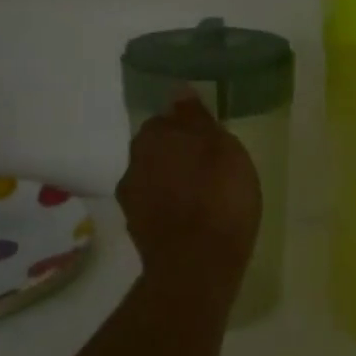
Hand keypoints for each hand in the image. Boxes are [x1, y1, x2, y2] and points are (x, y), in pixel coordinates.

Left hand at [117, 93, 261, 292]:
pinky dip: (172, 206)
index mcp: (154, 137)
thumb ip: (197, 118)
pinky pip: (157, 205)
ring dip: (174, 180)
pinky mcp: (138, 229)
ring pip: (155, 177)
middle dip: (179, 152)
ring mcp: (132, 199)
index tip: (211, 139)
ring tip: (204, 193)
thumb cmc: (219, 198)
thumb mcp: (223, 149)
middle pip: (158, 148)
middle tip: (211, 165)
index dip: (190, 128)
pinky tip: (193, 217)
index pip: (168, 118)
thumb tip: (178, 90)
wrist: (196, 266)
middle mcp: (134, 162)